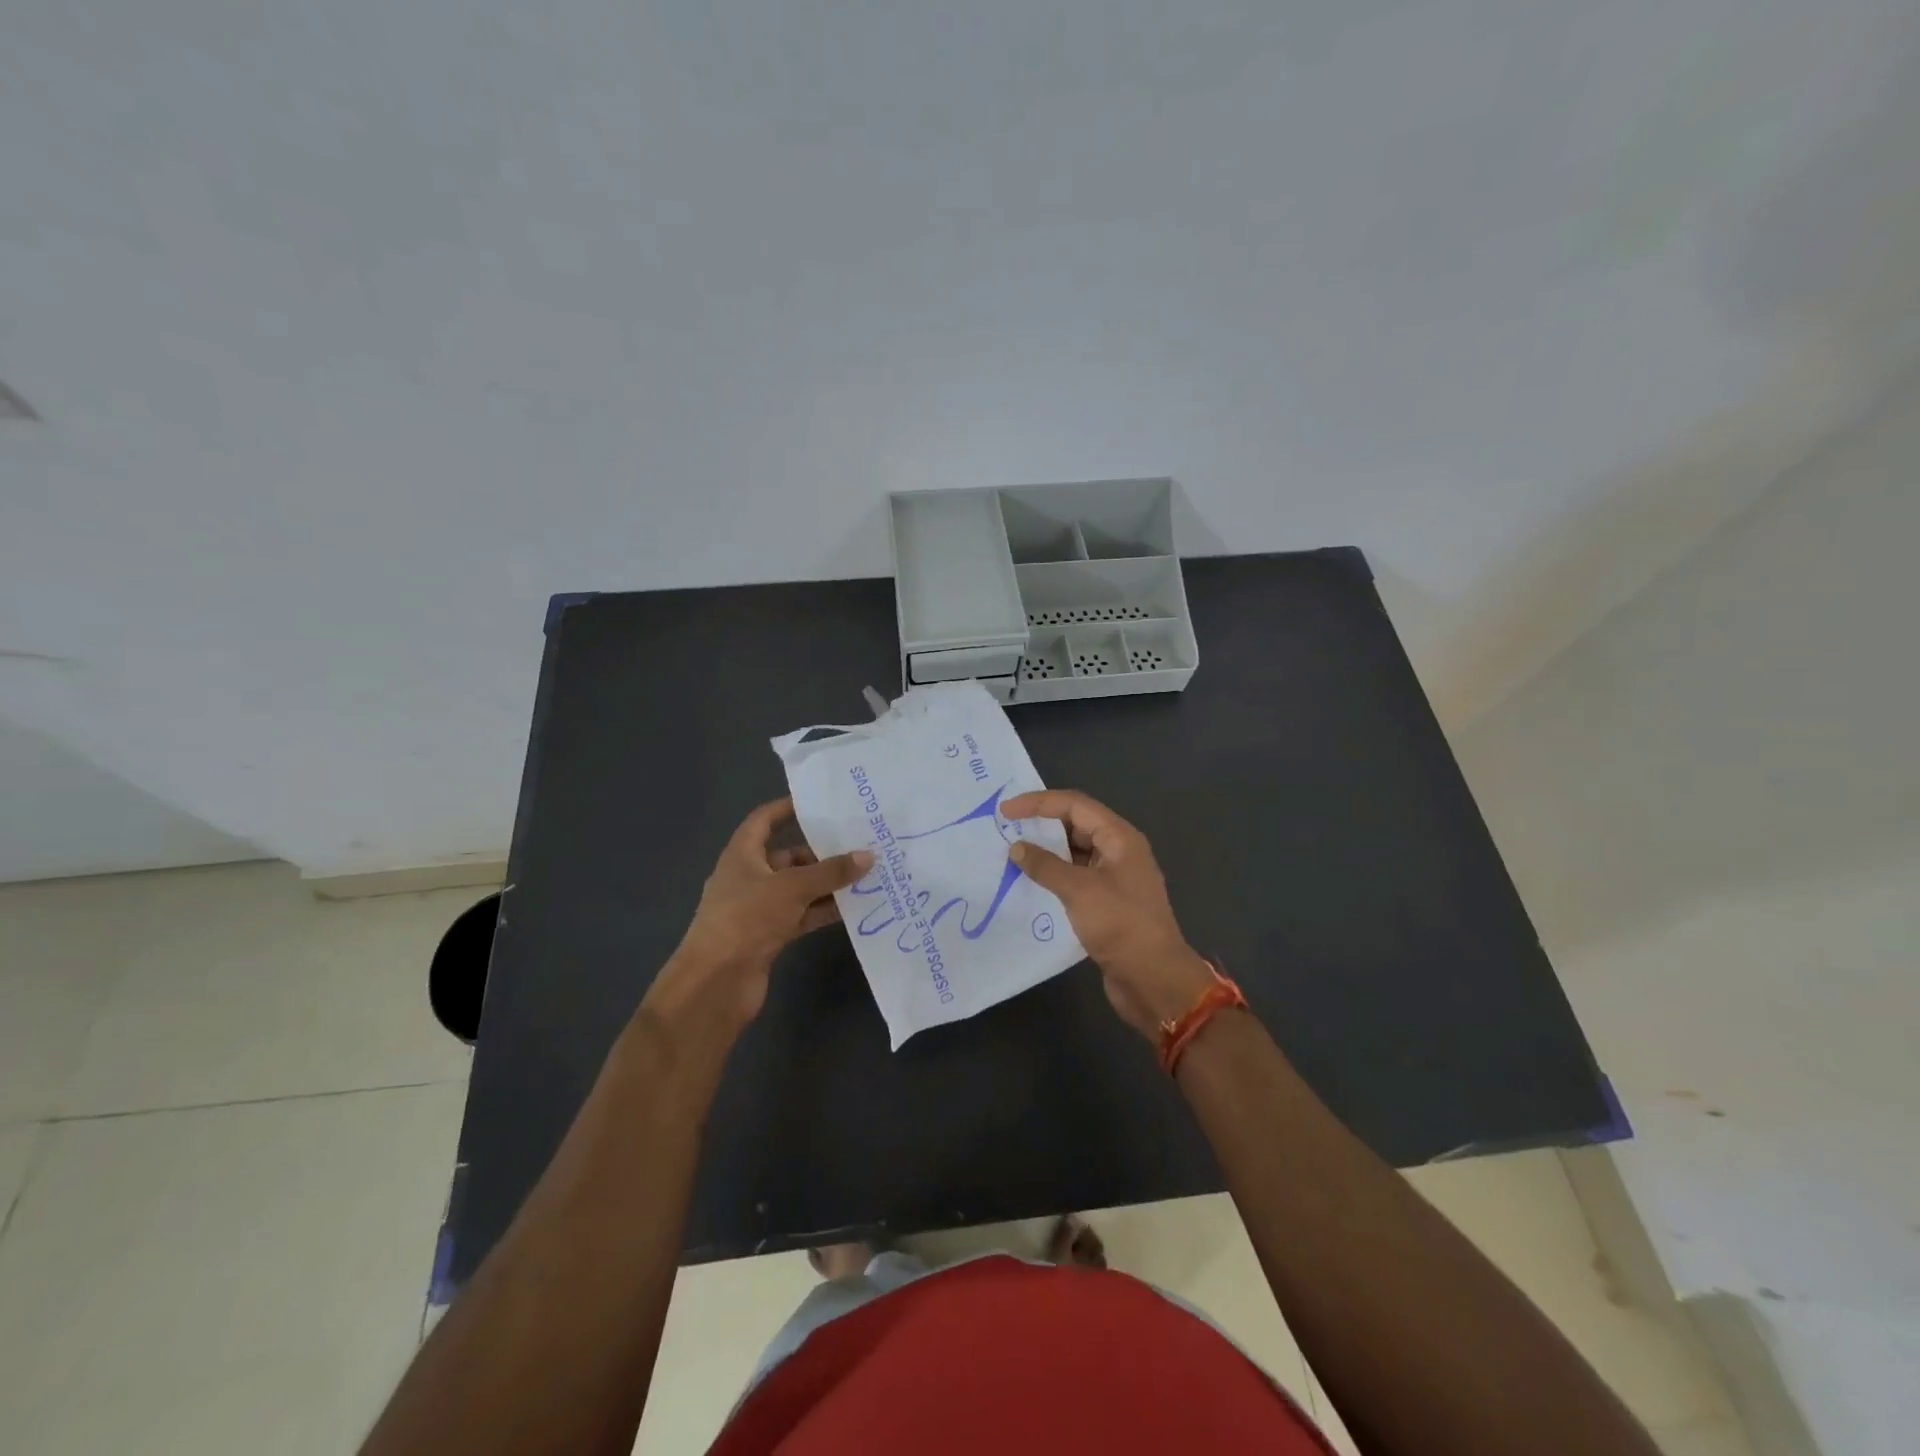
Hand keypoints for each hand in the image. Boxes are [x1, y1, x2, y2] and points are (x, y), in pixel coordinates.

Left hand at [646, 798, 870, 1031]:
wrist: (716, 983)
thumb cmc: (747, 919)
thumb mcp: (792, 888)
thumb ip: (831, 872)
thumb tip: (868, 855)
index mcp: (742, 855)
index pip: (764, 820)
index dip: (787, 809)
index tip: (820, 803)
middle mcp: (749, 877)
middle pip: (788, 856)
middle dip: (821, 852)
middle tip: (859, 843)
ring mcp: (759, 909)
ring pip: (799, 888)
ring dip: (827, 883)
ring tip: (866, 873)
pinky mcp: (770, 935)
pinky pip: (802, 914)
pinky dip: (823, 910)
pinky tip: (854, 907)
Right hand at [1002, 789, 1213, 1039]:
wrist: (1154, 979)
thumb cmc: (1121, 925)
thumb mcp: (1079, 890)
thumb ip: (1046, 865)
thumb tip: (1017, 848)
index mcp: (1119, 837)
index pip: (1074, 805)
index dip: (1038, 802)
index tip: (1005, 811)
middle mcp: (1119, 851)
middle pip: (1076, 824)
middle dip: (1041, 823)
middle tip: (1005, 829)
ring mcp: (1115, 877)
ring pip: (1075, 852)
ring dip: (1046, 851)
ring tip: (1012, 854)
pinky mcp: (1107, 902)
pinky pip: (1076, 877)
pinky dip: (1054, 875)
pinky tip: (1030, 883)